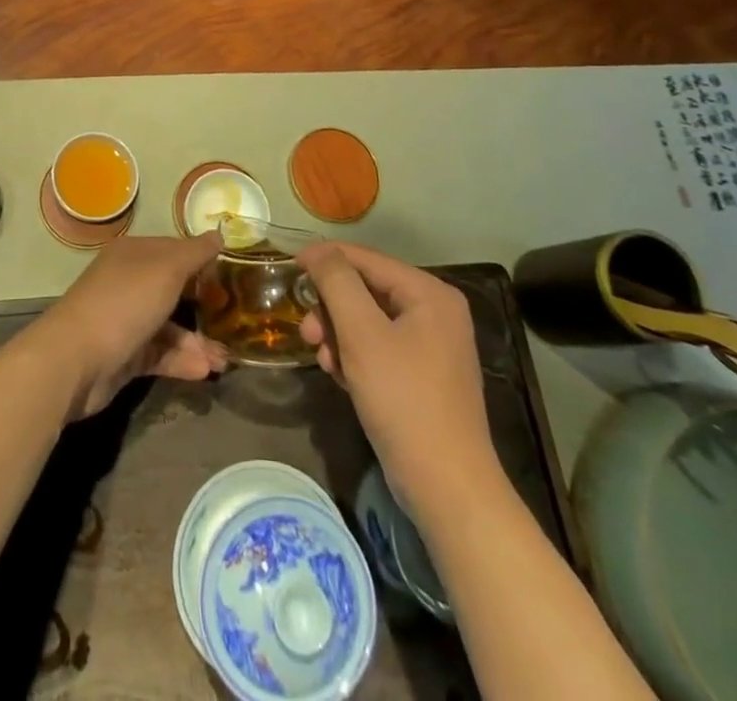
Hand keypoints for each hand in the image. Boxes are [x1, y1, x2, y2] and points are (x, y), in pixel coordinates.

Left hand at [31, 233, 227, 420]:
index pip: (173, 250)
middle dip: (204, 306)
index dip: (201, 260)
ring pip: (168, 327)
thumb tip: (218, 235)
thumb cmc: (124, 302)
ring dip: (197, 342)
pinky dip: (181, 361)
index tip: (231, 274)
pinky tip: (204, 371)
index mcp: (133, 254)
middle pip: (172, 290)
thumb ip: (195, 253)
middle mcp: (127, 282)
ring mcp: (124, 319)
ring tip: (223, 361)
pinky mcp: (123, 355)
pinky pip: (159, 354)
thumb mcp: (166, 269)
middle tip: (235, 320)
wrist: (76, 359)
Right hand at [296, 243, 498, 501]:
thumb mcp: (361, 334)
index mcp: (430, 293)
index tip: (289, 267)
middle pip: (366, 290)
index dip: (326, 260)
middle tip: (307, 334)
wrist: (446, 488)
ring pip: (368, 321)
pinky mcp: (424, 376)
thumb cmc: (403, 400)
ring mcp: (433, 346)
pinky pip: (379, 348)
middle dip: (332, 310)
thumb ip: (337, 282)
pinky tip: (342, 378)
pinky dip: (356, 357)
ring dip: (339, 336)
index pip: (367, 259)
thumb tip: (318, 249)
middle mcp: (436, 312)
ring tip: (325, 363)